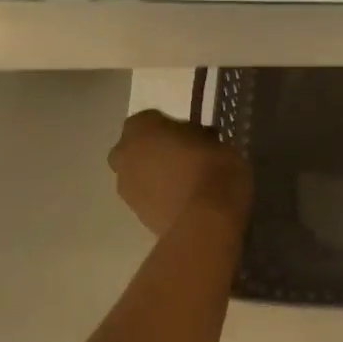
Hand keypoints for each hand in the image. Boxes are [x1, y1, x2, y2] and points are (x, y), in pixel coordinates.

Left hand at [108, 110, 251, 235]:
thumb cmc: (214, 170)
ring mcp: (125, 186)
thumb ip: (199, 138)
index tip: (197, 137)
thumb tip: (198, 141)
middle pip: (138, 147)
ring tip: (188, 184)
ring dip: (157, 176)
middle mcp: (124, 153)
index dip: (176, 128)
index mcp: (142, 127)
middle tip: (187, 159)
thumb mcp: (218, 142)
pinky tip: (185, 202)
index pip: (155, 119)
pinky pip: (148, 196)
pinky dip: (161, 197)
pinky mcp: (135, 214)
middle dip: (157, 151)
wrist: (205, 222)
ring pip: (140, 173)